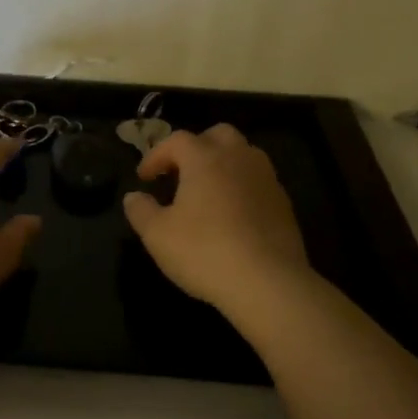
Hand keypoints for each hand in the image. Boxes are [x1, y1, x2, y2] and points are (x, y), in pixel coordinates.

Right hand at [122, 125, 310, 314]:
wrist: (268, 283)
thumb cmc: (204, 252)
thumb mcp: (157, 235)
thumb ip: (140, 210)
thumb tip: (133, 197)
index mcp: (205, 159)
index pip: (176, 140)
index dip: (156, 155)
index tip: (144, 178)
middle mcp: (239, 159)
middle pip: (218, 135)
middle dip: (196, 147)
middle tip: (180, 172)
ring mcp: (267, 179)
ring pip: (244, 154)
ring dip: (222, 164)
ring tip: (207, 191)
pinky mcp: (284, 204)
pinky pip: (258, 181)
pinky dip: (241, 186)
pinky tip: (232, 214)